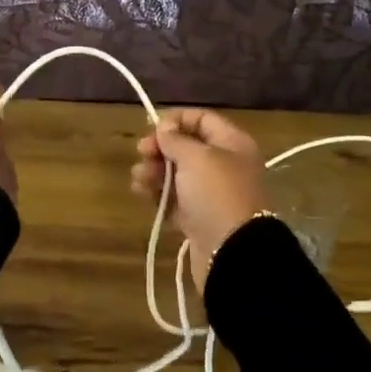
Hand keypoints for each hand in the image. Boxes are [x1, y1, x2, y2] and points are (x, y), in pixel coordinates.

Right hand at [130, 108, 269, 293]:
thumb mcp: (196, 157)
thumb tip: (164, 127)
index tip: (152, 129)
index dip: (175, 120)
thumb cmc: (216, 194)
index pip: (202, 119)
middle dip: (160, 148)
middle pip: (186, 147)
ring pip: (177, 174)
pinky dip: (158, 195)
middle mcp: (224, 165)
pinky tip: (142, 194)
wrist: (231, 253)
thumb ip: (176, 139)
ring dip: (154, 172)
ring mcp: (211, 193)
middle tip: (141, 154)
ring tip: (138, 179)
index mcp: (232, 144)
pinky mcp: (199, 218)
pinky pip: (174, 199)